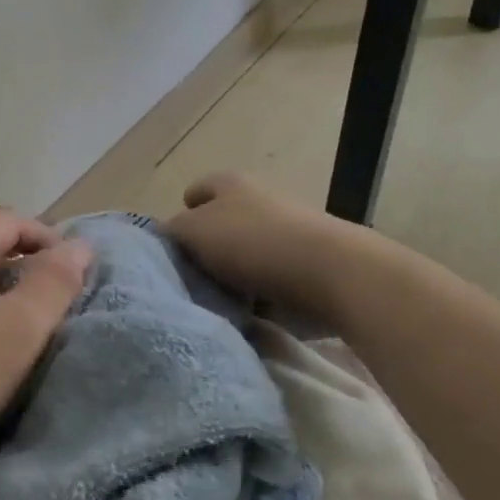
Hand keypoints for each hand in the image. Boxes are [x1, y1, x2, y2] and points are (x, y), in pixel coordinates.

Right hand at [162, 171, 370, 318]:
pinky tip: (248, 317)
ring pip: (244, 256)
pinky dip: (258, 298)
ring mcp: (287, 232)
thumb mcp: (193, 231)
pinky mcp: (308, 265)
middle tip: (189, 280)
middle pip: (220, 226)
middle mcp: (259, 200)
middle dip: (206, 252)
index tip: (173, 248)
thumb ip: (172, 232)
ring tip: (217, 305)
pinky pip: (270, 281)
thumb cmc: (253, 243)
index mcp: (229, 183)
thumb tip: (167, 237)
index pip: (195, 192)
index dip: (181, 215)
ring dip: (232, 278)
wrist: (332, 274)